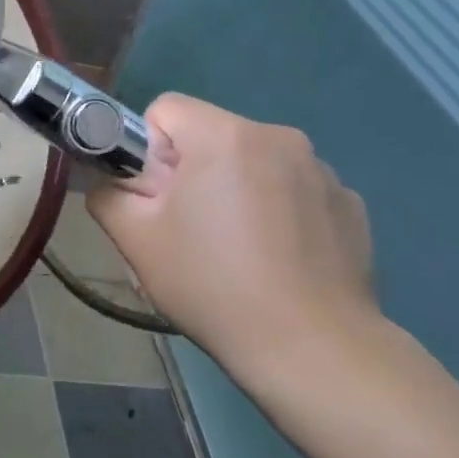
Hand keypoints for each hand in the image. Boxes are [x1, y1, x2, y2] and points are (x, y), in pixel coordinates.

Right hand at [88, 94, 383, 399]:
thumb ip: (109, 194)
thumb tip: (114, 183)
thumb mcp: (136, 240)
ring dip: (238, 190)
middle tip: (190, 231)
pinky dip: (280, 213)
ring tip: (239, 253)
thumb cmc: (213, 285)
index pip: (167, 109)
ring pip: (255, 163)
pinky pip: (294, 190)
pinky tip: (279, 262)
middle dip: (193, 172)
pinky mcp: (350, 204)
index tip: (156, 197)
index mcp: (225, 136)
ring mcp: (322, 171)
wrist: (311, 349)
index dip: (148, 149)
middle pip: (212, 136)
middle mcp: (279, 137)